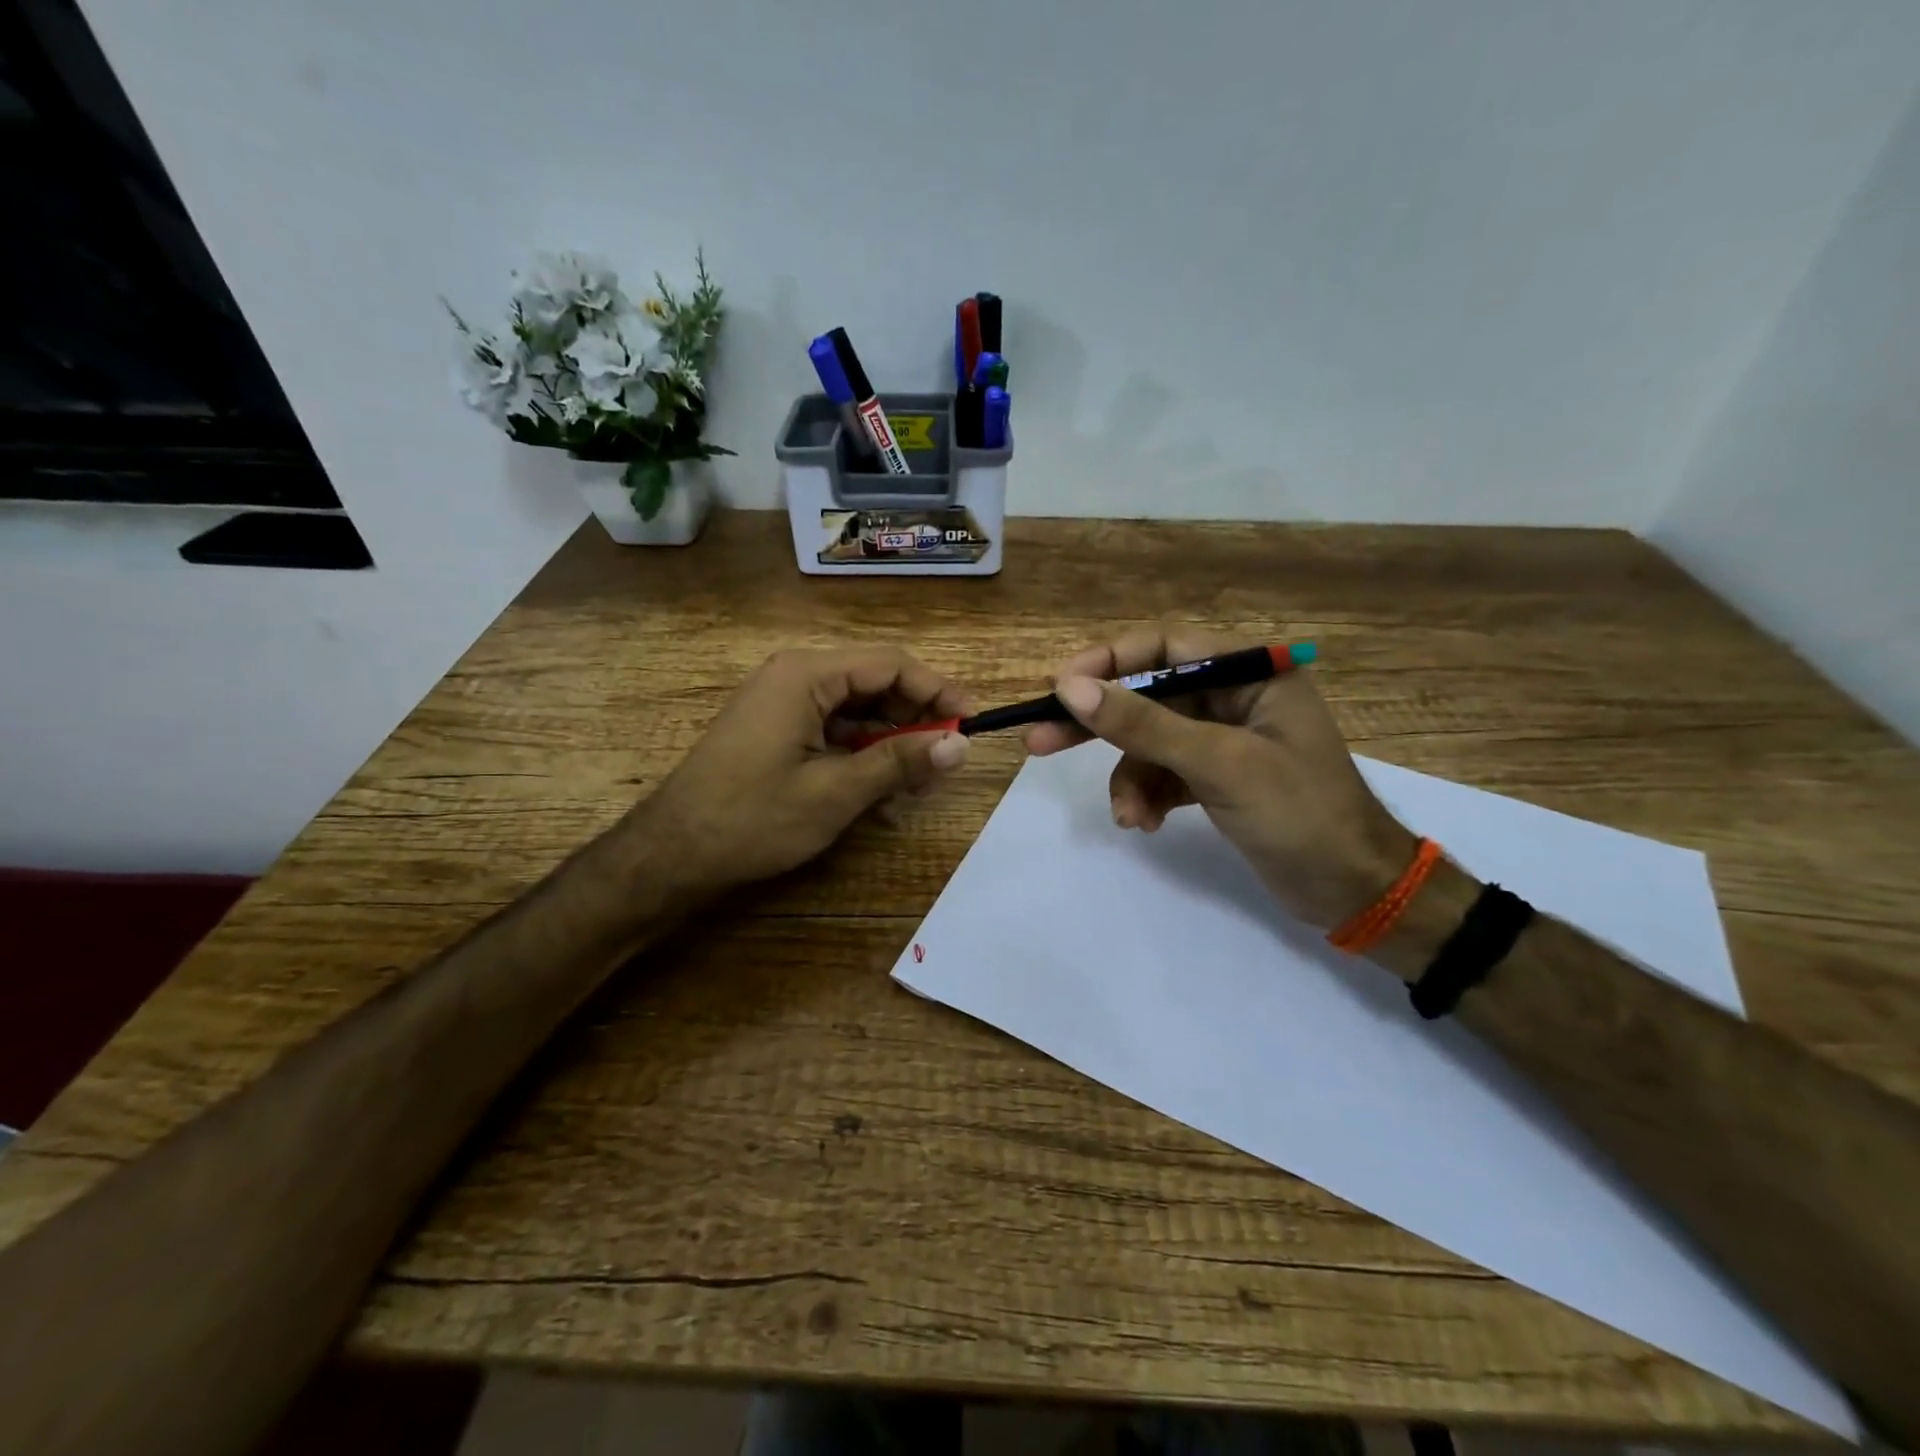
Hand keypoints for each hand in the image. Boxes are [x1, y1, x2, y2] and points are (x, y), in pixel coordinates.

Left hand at [634, 646, 970, 892]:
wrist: (673, 853)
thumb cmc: (752, 818)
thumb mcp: (835, 792)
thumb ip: (900, 761)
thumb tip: (960, 744)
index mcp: (806, 674)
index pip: (890, 664)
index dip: (937, 690)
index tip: (971, 722)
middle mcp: (795, 675)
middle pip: (874, 681)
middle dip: (916, 716)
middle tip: (948, 756)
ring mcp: (783, 701)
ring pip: (857, 706)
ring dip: (892, 736)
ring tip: (921, 776)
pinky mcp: (777, 727)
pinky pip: (834, 726)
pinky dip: (863, 749)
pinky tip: (883, 781)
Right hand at [1025, 626, 1415, 927]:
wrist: (1352, 891)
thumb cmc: (1299, 813)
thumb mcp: (1218, 763)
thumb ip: (1144, 724)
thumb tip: (1070, 688)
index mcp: (1250, 672)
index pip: (1164, 648)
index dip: (1108, 662)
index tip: (1059, 688)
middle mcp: (1234, 696)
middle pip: (1148, 695)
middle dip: (1099, 723)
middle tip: (1039, 740)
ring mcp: (1222, 738)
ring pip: (1149, 741)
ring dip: (1129, 777)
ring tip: (1127, 816)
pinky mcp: (1214, 776)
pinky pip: (1162, 773)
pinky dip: (1147, 796)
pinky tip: (1144, 823)